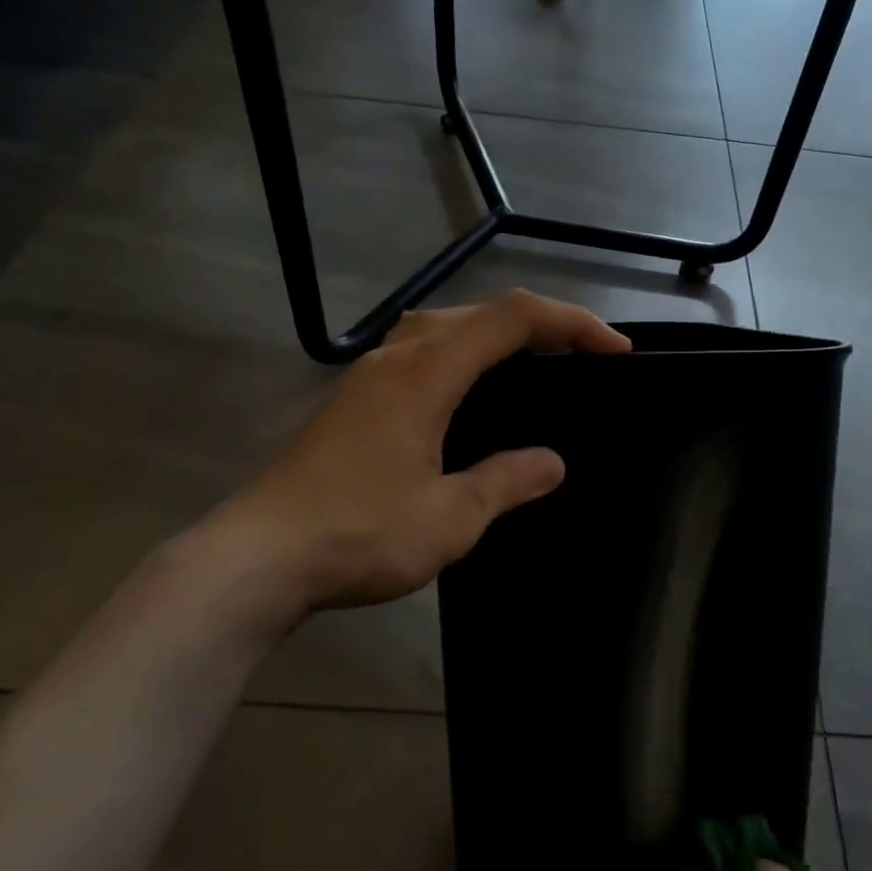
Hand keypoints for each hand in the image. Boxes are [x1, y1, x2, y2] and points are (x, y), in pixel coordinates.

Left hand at [196, 290, 629, 630]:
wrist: (256, 558)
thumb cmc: (357, 534)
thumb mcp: (449, 518)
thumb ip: (506, 481)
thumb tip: (552, 462)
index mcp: (426, 373)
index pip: (512, 319)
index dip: (571, 323)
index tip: (616, 351)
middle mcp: (396, 358)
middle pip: (479, 312)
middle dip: (541, 324)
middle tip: (584, 356)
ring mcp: (368, 377)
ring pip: (445, 326)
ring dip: (497, 335)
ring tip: (536, 365)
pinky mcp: (353, 401)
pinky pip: (421, 352)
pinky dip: (463, 355)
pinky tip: (470, 394)